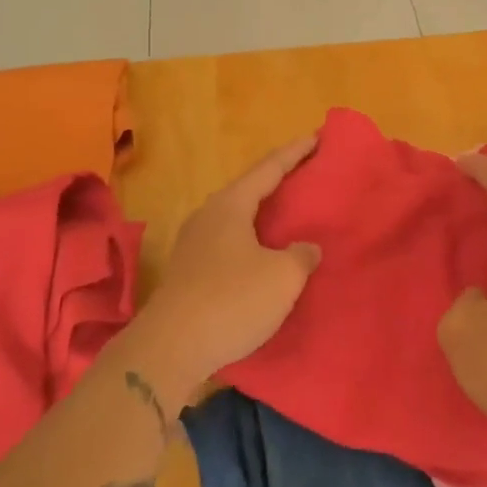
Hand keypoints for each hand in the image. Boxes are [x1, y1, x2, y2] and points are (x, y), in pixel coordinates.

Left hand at [131, 136, 320, 392]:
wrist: (170, 350)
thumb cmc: (232, 301)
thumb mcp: (283, 276)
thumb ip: (301, 255)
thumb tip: (305, 248)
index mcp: (230, 206)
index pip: (268, 169)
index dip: (294, 153)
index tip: (316, 137)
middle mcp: (208, 217)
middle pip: (248, 190)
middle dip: (277, 182)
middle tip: (305, 176)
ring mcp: (193, 246)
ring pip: (236, 219)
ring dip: (262, 216)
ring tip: (288, 217)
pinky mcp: (189, 274)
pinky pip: (229, 245)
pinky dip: (252, 242)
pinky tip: (264, 257)